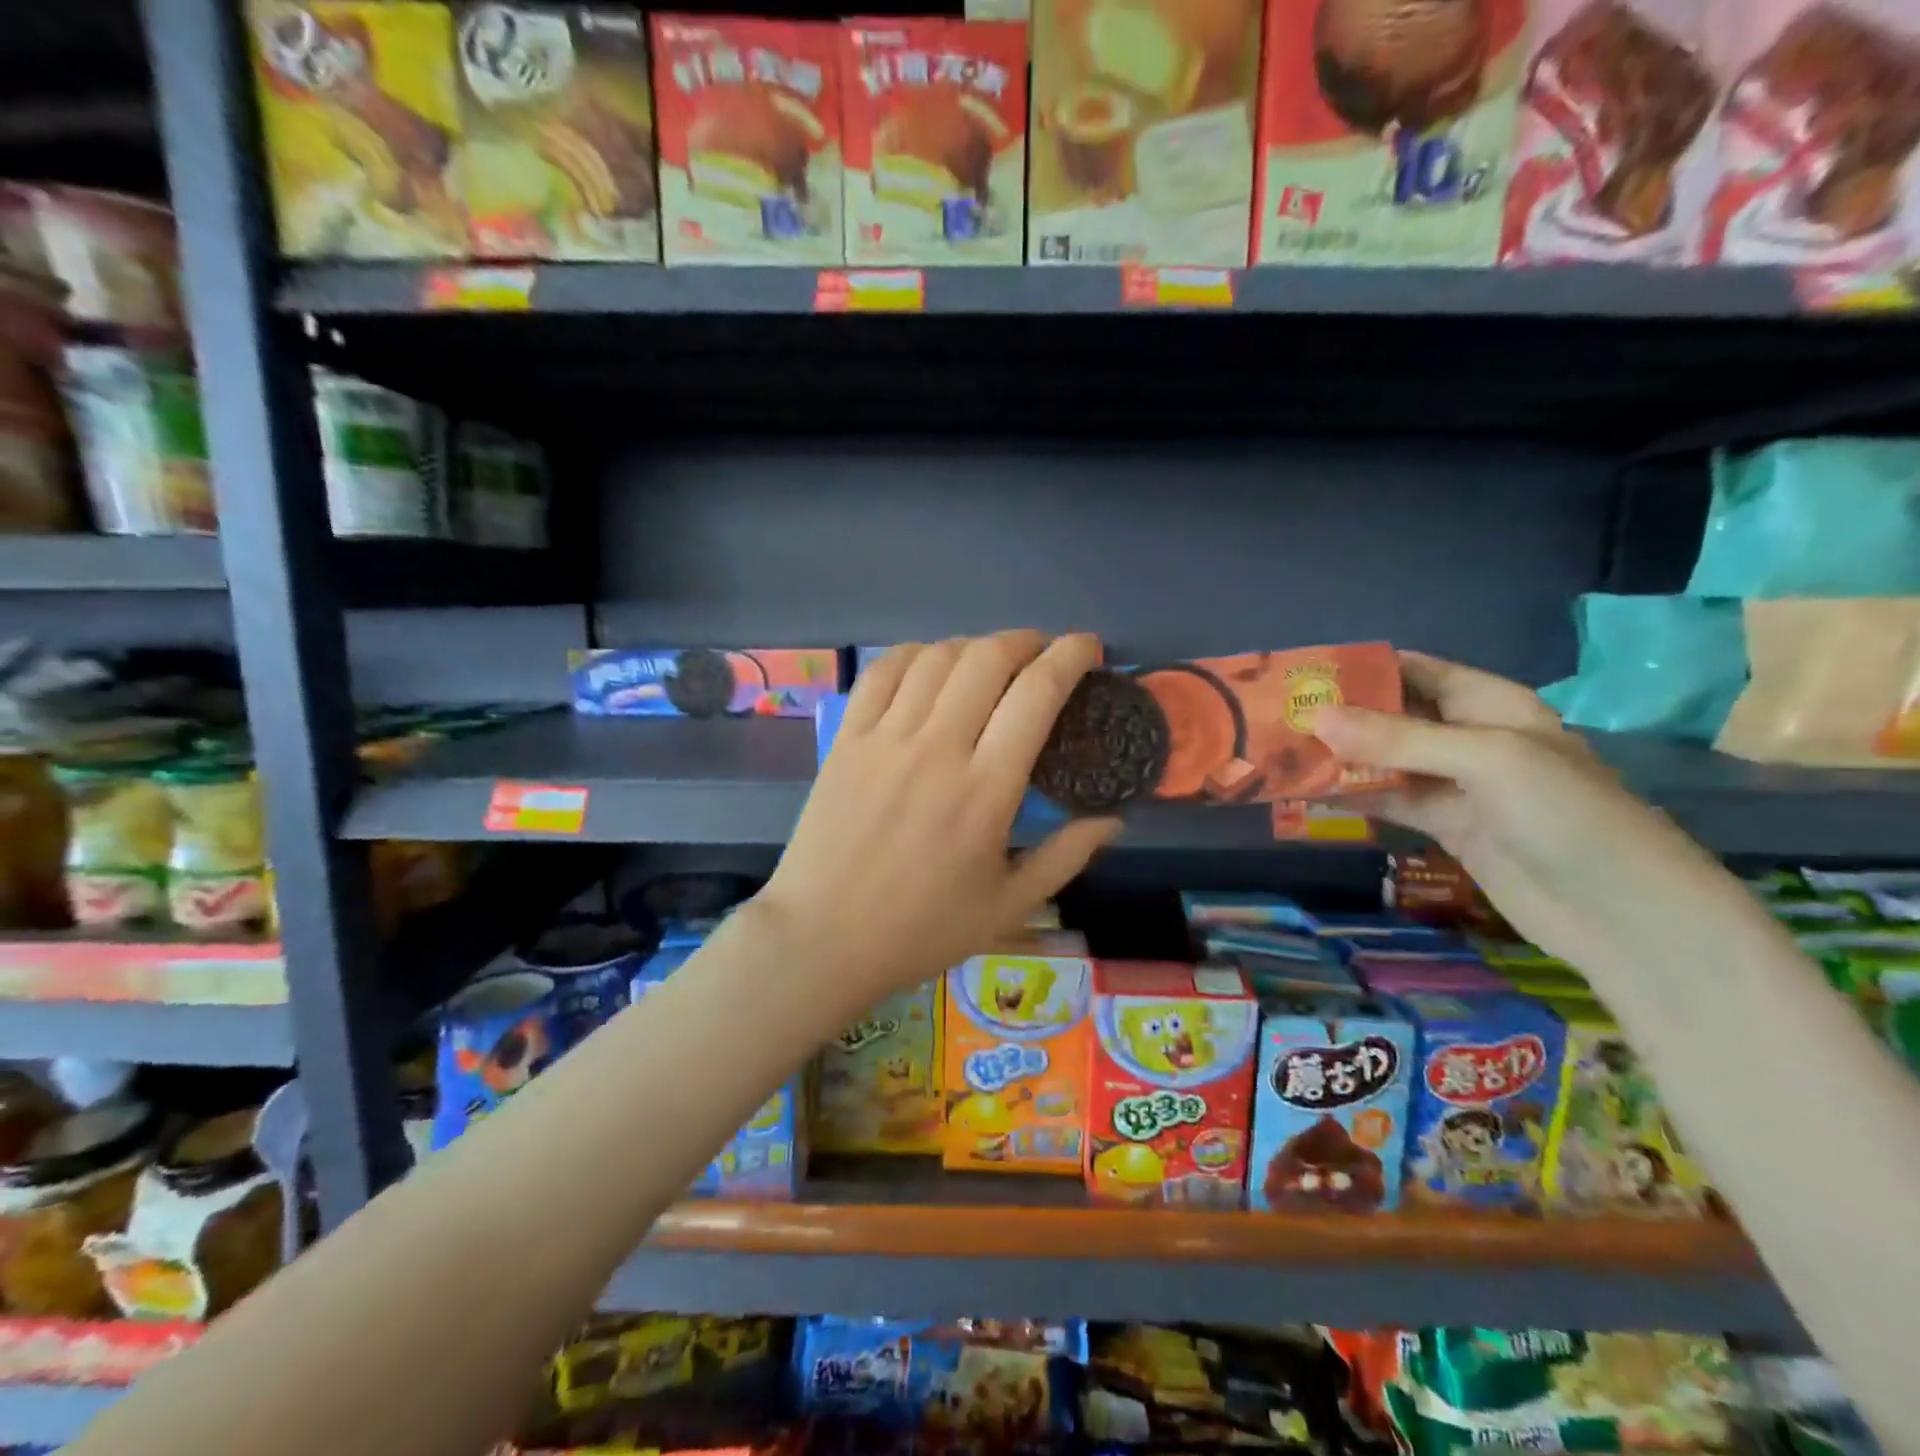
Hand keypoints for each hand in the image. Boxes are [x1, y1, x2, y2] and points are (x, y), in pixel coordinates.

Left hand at [748, 632, 1121, 1014]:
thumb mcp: (1008, 906)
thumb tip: (1113, 820)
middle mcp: (937, 748)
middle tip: (1041, 652)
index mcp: (986, 789)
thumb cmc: (921, 929)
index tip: (1087, 647)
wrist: (823, 938)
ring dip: (973, 645)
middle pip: (987, 659)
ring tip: (989, 660)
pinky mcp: (846, 739)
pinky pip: (882, 672)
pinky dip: (914, 654)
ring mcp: (885, 738)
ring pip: (936, 658)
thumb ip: (1066, 857)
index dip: (1069, 656)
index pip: (1036, 694)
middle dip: (1025, 641)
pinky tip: (929, 664)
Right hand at [1313, 651, 1740, 974]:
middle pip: (1392, 716)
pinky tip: (1307, 795)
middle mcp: (1469, 737)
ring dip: (1338, 758)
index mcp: (1490, 704)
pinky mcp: (1446, 826)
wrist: (1624, 914)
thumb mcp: (1486, 760)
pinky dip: (1352, 796)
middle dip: (1339, 715)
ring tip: (1278, 754)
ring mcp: (1456, 785)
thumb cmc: (1568, 816)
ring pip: (1384, 760)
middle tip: (1275, 717)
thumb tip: (1316, 717)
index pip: (1414, 671)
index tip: (1301, 672)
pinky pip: (1389, 800)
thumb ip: (1399, 738)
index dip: (1361, 668)